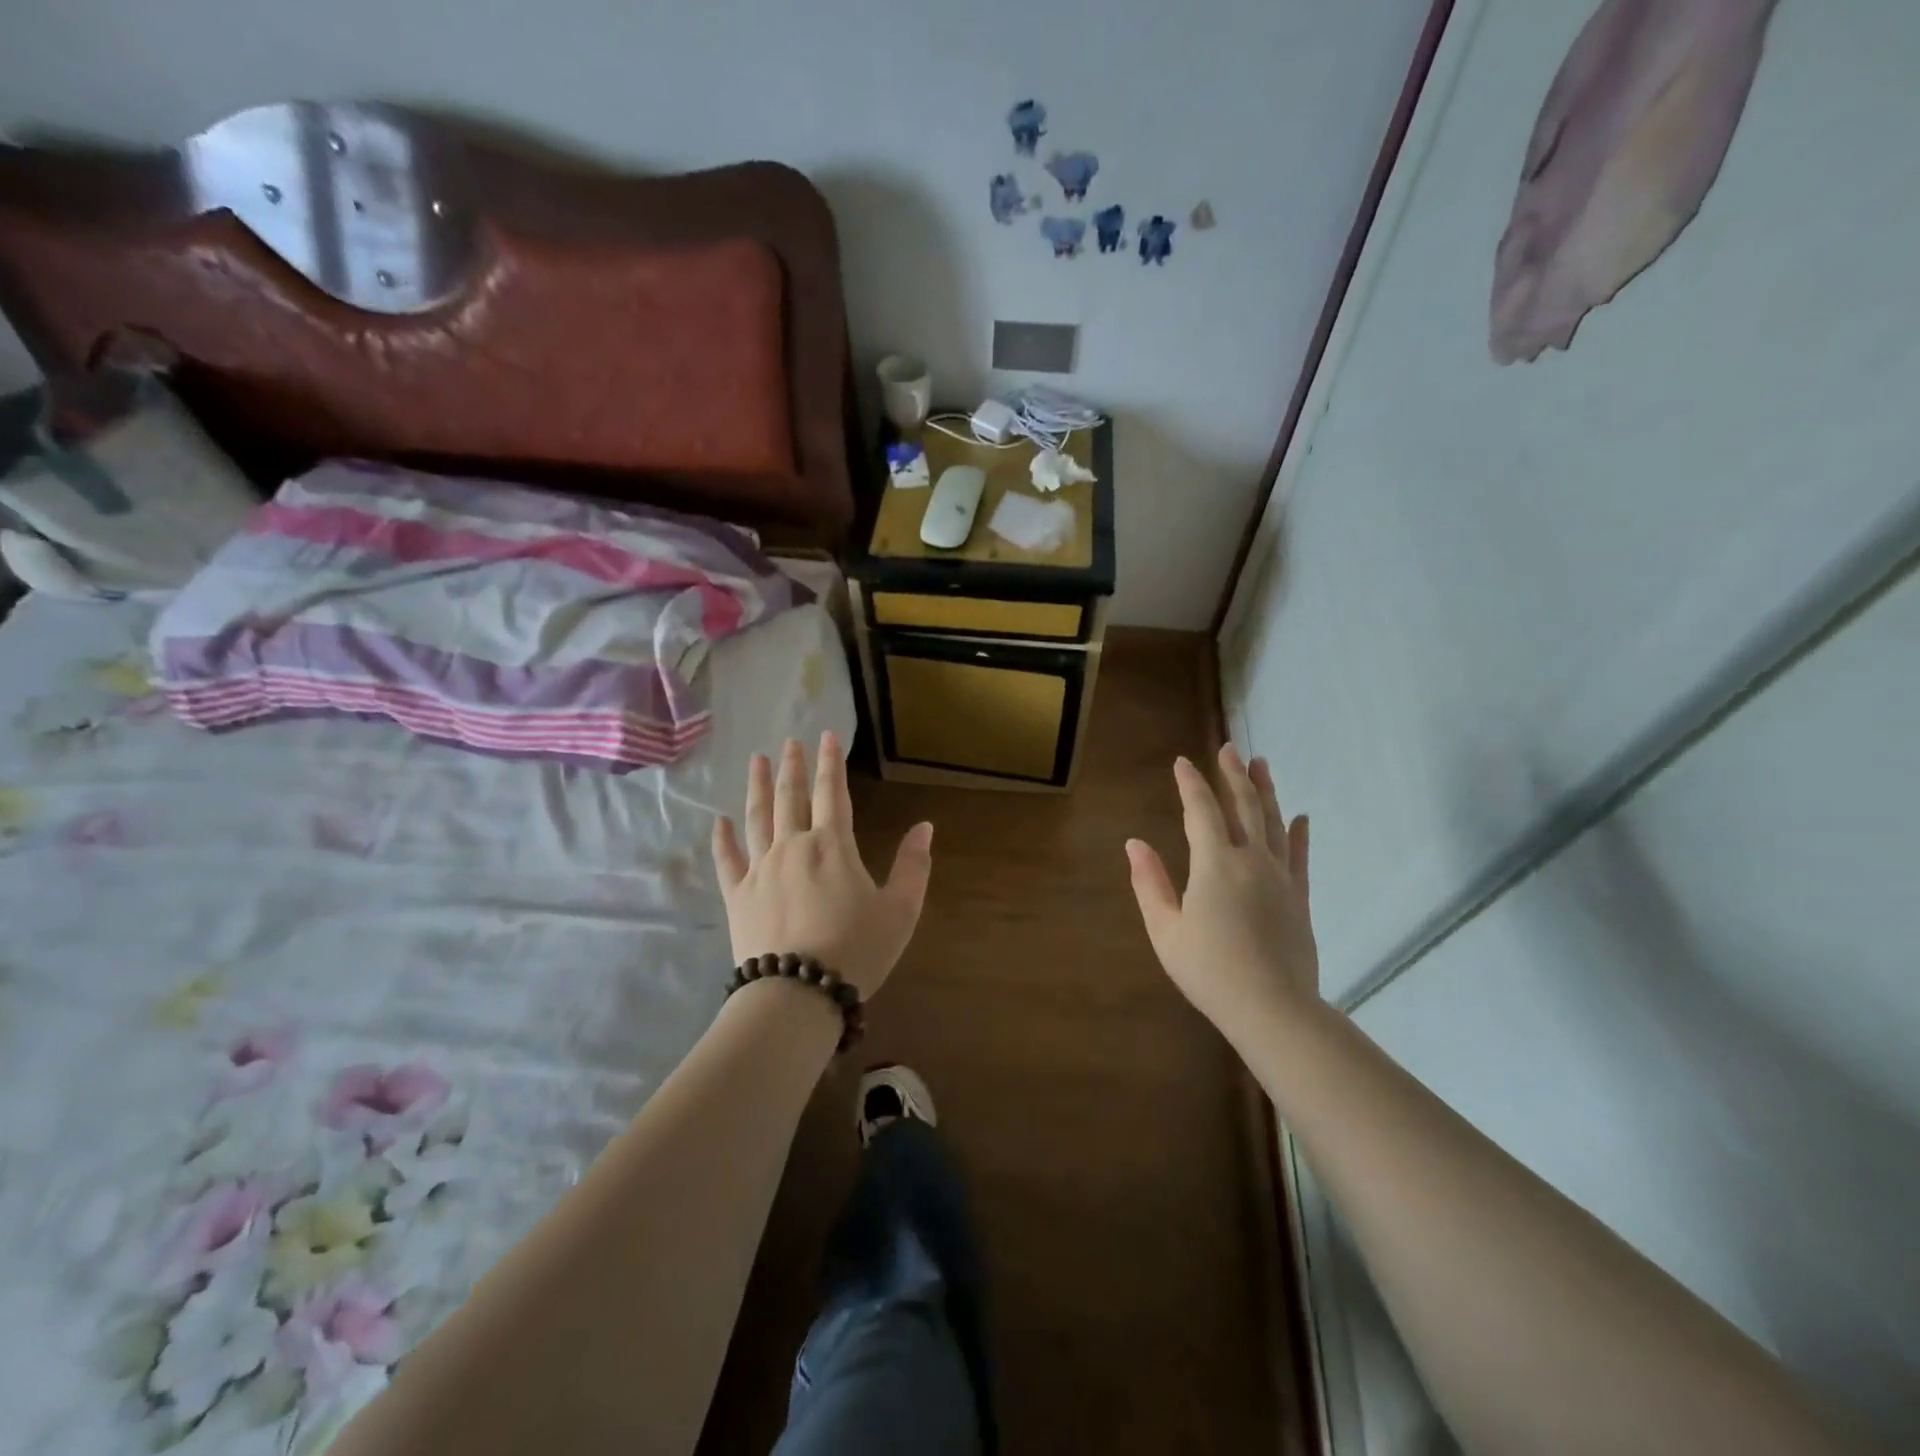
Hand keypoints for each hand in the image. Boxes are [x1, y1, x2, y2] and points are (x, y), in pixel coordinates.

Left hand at [711, 732, 933, 998]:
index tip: (827, 736)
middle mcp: (792, 846)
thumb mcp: (900, 910)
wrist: (798, 994)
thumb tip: (925, 827)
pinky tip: (719, 820)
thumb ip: (914, 866)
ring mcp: (760, 869)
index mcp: (832, 846)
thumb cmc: (856, 951)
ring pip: (757, 817)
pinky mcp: (737, 895)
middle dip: (793, 766)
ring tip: (758, 760)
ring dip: (758, 786)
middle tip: (791, 741)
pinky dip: (722, 838)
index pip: (833, 792)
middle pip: (791, 797)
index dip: (831, 762)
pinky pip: (726, 859)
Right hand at [1126, 746, 1318, 1033]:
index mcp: (1214, 864)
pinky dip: (1299, 833)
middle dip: (1234, 775)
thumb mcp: (1165, 929)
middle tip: (1230, 749)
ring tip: (1262, 765)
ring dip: (1266, 791)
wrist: (1273, 1008)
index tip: (1182, 762)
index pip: (1201, 811)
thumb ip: (1149, 883)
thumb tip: (1134, 843)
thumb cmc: (1209, 971)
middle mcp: (1251, 860)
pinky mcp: (1299, 897)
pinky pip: (1299, 856)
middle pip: (1244, 807)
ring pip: (1274, 823)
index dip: (1191, 784)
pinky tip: (1301, 817)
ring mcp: (1280, 877)